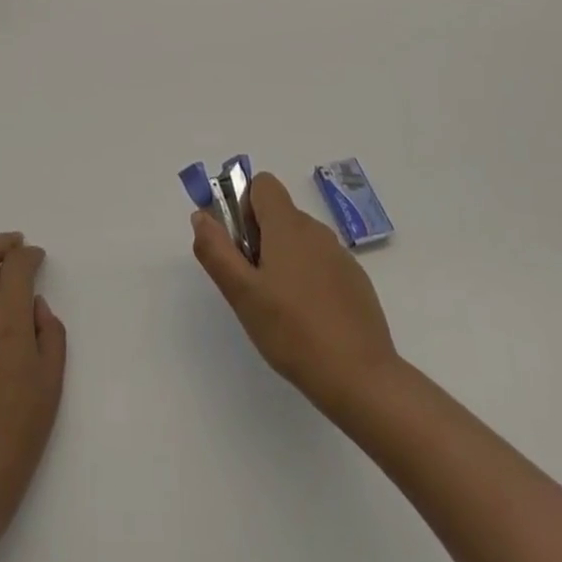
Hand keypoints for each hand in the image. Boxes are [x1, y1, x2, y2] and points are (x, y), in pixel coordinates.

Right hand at [191, 172, 399, 411]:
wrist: (360, 377)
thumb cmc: (292, 331)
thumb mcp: (241, 293)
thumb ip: (216, 250)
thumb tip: (202, 216)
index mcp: (288, 225)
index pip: (263, 184)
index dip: (243, 205)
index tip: (239, 244)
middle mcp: (317, 231)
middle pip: (278, 214)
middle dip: (258, 238)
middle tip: (251, 284)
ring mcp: (340, 256)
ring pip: (299, 240)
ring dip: (281, 259)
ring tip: (276, 306)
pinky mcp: (355, 281)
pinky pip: (320, 263)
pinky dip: (306, 278)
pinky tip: (305, 318)